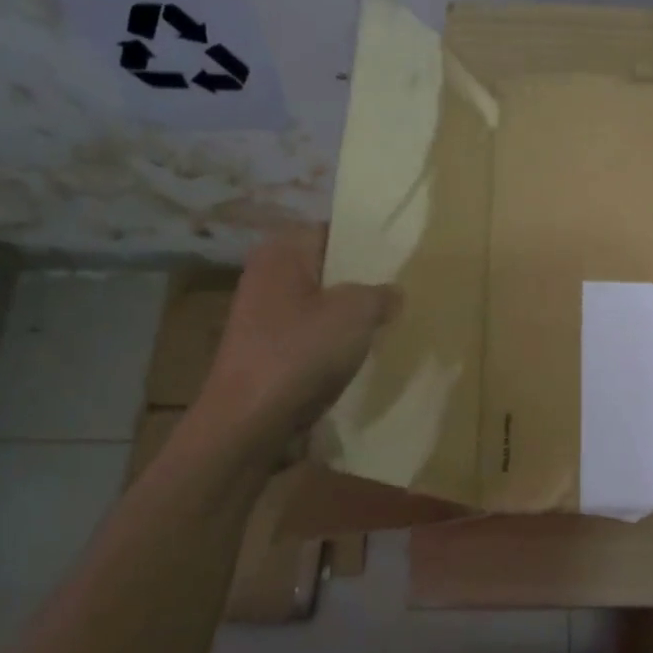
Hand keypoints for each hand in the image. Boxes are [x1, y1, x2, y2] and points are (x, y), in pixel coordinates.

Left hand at [197, 227, 399, 435]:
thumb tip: (393, 292)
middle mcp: (267, 275)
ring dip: (350, 315)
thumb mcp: (356, 314)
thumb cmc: (300, 353)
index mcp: (282, 252)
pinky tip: (361, 354)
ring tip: (389, 322)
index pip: (332, 231)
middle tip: (402, 290)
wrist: (249, 422)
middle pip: (327, 268)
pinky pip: (311, 334)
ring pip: (320, 304)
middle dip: (362, 281)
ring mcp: (263, 315)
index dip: (367, 242)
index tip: (400, 258)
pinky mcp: (267, 350)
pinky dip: (334, 341)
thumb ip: (381, 294)